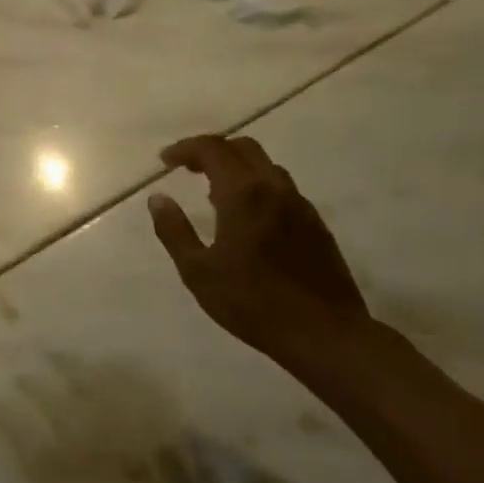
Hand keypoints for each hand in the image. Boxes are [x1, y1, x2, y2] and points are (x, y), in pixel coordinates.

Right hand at [147, 136, 373, 372]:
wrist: (325, 334)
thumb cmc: (252, 302)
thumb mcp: (198, 271)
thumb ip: (174, 230)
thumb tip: (158, 198)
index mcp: (243, 194)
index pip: (212, 149)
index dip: (185, 148)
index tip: (165, 161)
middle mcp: (274, 189)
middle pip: (243, 148)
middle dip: (212, 150)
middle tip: (188, 169)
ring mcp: (301, 206)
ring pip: (266, 166)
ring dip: (237, 167)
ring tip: (214, 192)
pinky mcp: (316, 225)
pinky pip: (282, 189)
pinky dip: (258, 186)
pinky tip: (248, 217)